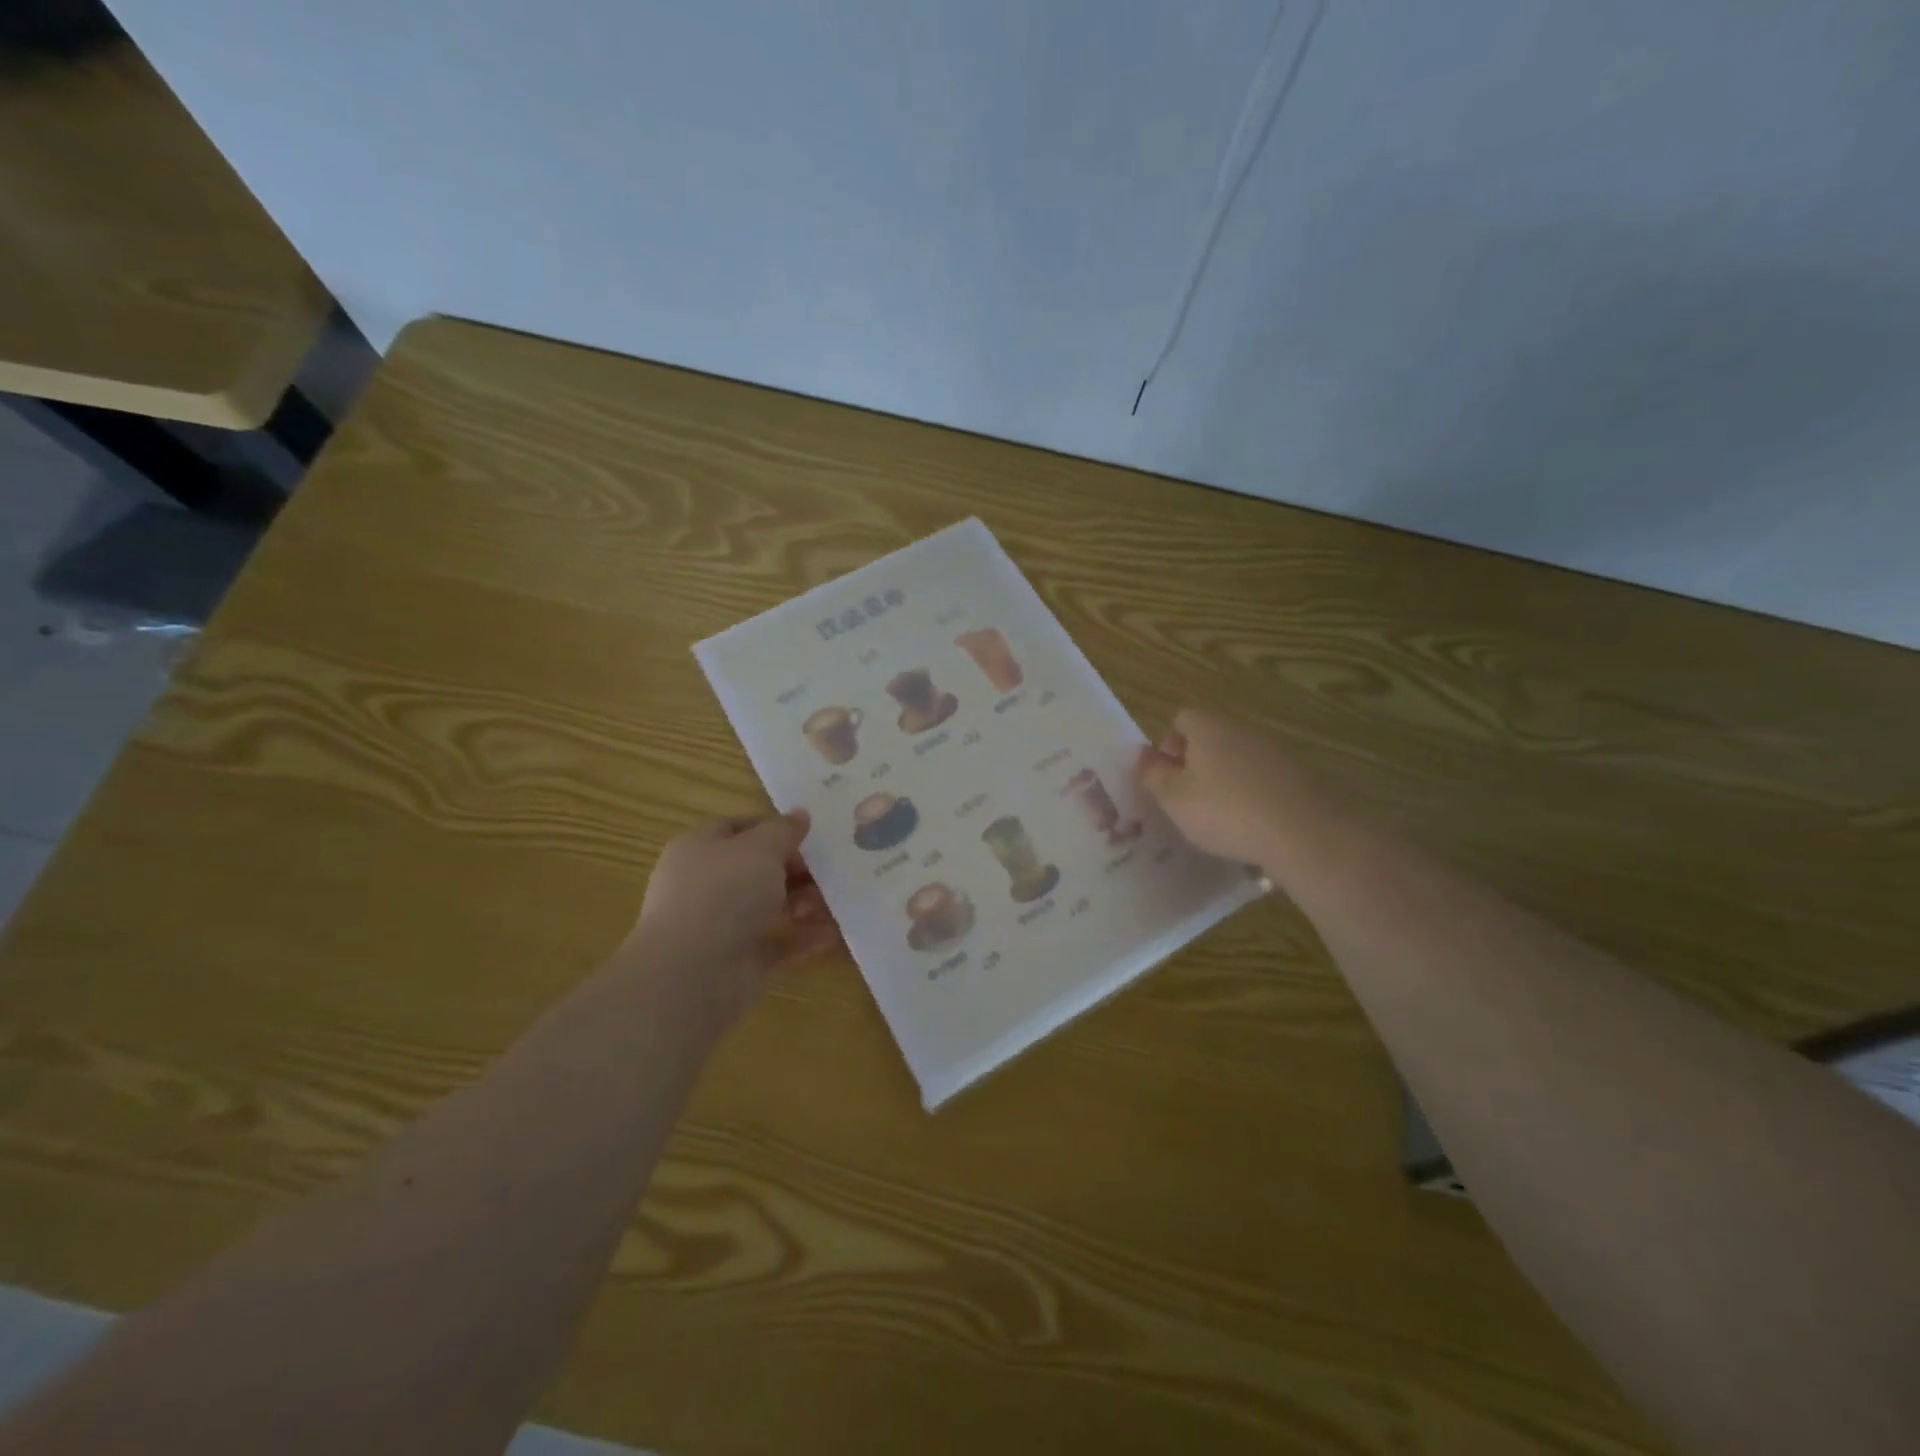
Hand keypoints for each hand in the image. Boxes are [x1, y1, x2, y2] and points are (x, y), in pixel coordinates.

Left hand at [626, 811, 841, 1016]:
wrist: (692, 975)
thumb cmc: (723, 894)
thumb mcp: (760, 848)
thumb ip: (783, 831)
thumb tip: (799, 815)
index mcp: (699, 849)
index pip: (738, 828)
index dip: (773, 828)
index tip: (810, 835)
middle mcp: (706, 885)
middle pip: (757, 870)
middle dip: (796, 870)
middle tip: (830, 871)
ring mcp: (721, 926)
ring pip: (769, 907)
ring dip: (805, 903)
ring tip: (835, 903)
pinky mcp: (739, 962)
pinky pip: (778, 944)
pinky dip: (804, 938)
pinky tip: (834, 933)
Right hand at [1135, 707, 1343, 871]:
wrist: (1306, 832)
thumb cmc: (1226, 811)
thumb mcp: (1174, 799)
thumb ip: (1153, 774)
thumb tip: (1142, 754)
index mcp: (1209, 726)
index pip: (1182, 718)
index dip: (1169, 745)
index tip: (1168, 778)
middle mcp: (1243, 728)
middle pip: (1212, 736)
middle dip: (1197, 764)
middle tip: (1189, 800)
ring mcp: (1277, 749)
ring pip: (1239, 758)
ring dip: (1226, 780)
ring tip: (1221, 818)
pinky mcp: (1302, 773)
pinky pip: (1265, 778)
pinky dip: (1255, 795)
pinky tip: (1253, 825)